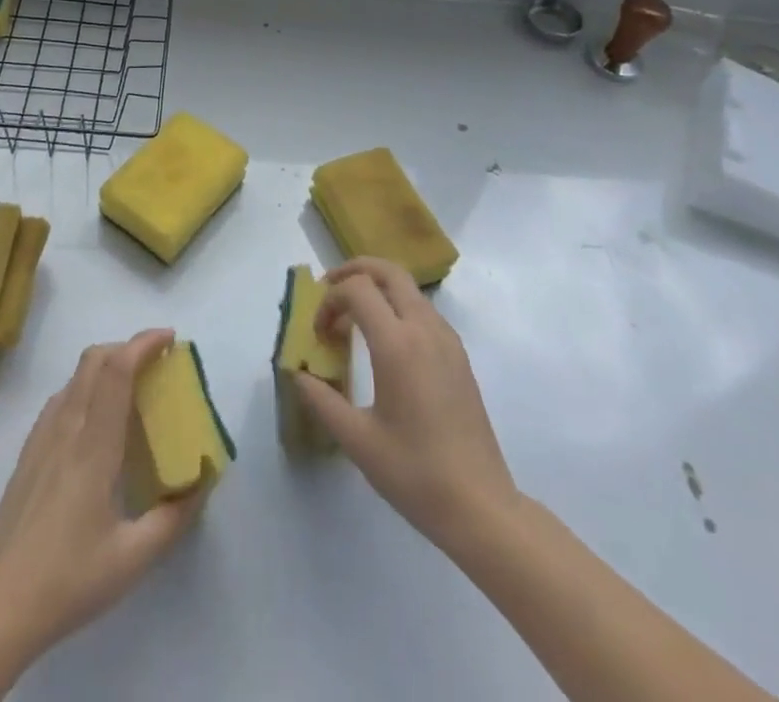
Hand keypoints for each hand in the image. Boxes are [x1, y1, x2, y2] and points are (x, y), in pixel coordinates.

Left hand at [0, 329, 203, 659]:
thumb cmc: (68, 581)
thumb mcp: (133, 559)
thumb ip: (173, 518)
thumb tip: (202, 482)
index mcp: (94, 446)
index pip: (117, 371)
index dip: (143, 344)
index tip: (169, 338)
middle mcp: (66, 429)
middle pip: (93, 360)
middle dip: (127, 347)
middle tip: (156, 363)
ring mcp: (41, 438)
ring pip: (75, 377)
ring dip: (105, 365)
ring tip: (131, 389)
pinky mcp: (28, 453)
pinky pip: (60, 400)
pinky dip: (85, 388)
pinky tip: (96, 422)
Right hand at [295, 258, 516, 552]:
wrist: (480, 506)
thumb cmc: (415, 473)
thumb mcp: (357, 441)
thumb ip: (322, 400)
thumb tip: (298, 373)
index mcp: (397, 344)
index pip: (357, 290)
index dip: (330, 301)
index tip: (319, 333)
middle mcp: (424, 329)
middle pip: (388, 271)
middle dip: (354, 271)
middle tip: (329, 290)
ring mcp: (447, 340)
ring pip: (408, 288)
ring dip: (377, 288)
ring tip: (353, 318)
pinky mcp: (458, 355)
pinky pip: (423, 310)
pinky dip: (398, 306)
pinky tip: (386, 342)